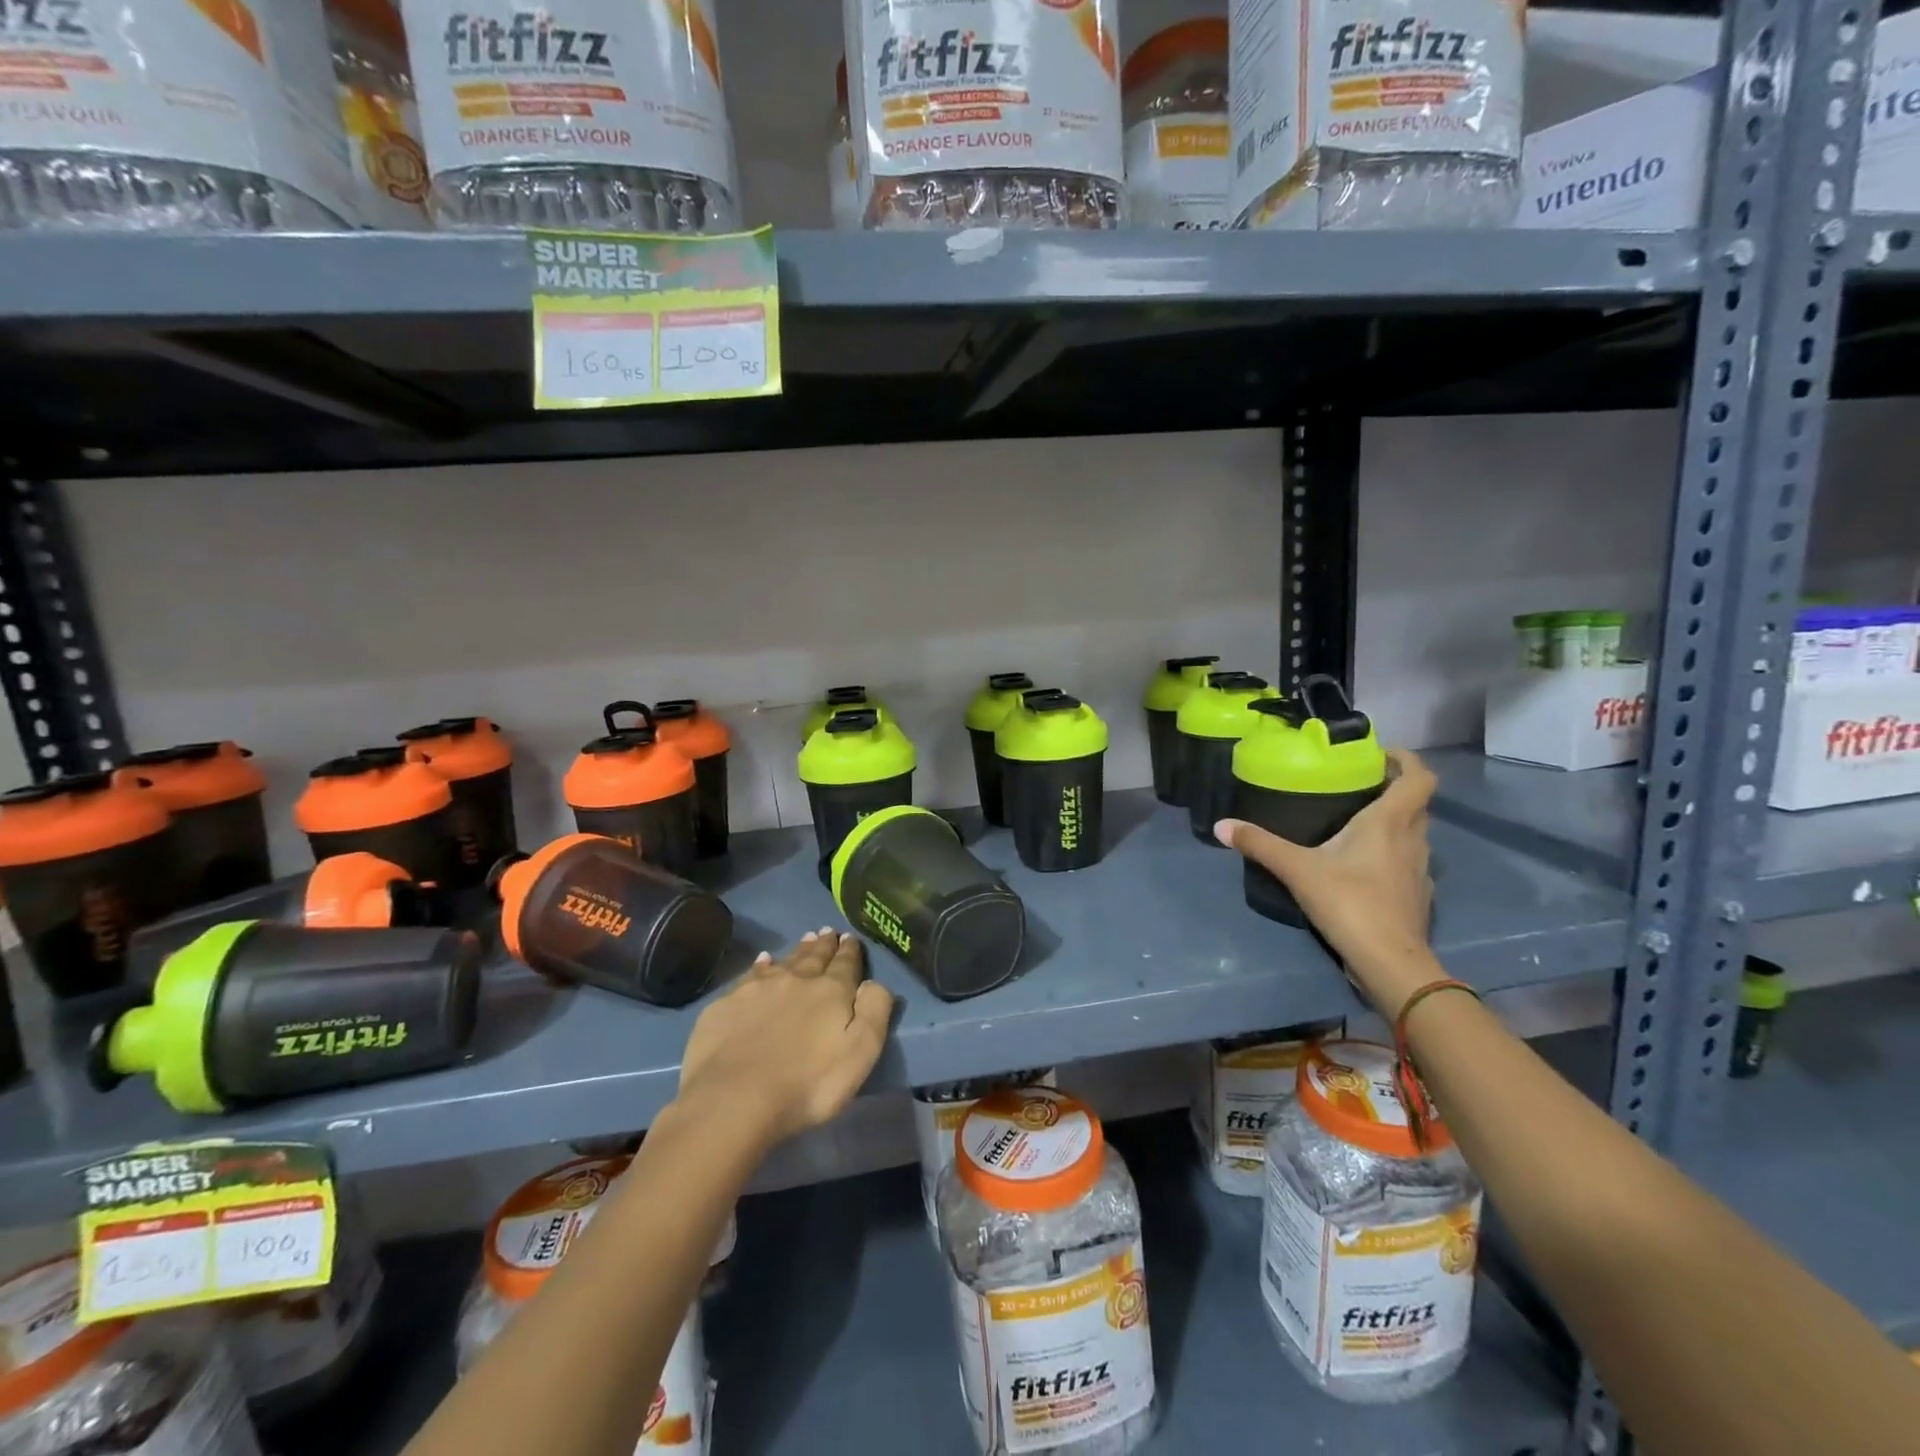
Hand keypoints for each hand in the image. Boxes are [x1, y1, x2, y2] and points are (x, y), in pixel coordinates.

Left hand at [675, 929, 893, 1147]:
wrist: (734, 1100)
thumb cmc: (808, 1084)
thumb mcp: (860, 1053)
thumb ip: (874, 1011)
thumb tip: (874, 982)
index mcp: (831, 991)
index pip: (846, 964)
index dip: (850, 951)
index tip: (851, 937)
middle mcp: (796, 980)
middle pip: (814, 957)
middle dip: (824, 944)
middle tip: (828, 932)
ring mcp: (757, 989)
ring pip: (784, 961)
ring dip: (797, 951)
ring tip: (805, 940)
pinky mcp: (727, 1004)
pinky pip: (750, 975)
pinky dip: (761, 965)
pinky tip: (762, 961)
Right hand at [1215, 748, 1440, 1018]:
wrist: (1390, 963)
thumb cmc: (1349, 903)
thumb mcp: (1297, 869)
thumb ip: (1260, 844)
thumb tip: (1221, 825)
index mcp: (1390, 822)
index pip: (1420, 778)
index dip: (1407, 760)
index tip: (1381, 754)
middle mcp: (1413, 839)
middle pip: (1416, 804)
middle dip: (1394, 790)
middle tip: (1358, 787)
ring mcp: (1420, 870)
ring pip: (1415, 833)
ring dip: (1395, 822)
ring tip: (1357, 823)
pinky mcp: (1417, 896)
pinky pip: (1409, 861)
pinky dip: (1392, 853)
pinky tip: (1364, 866)